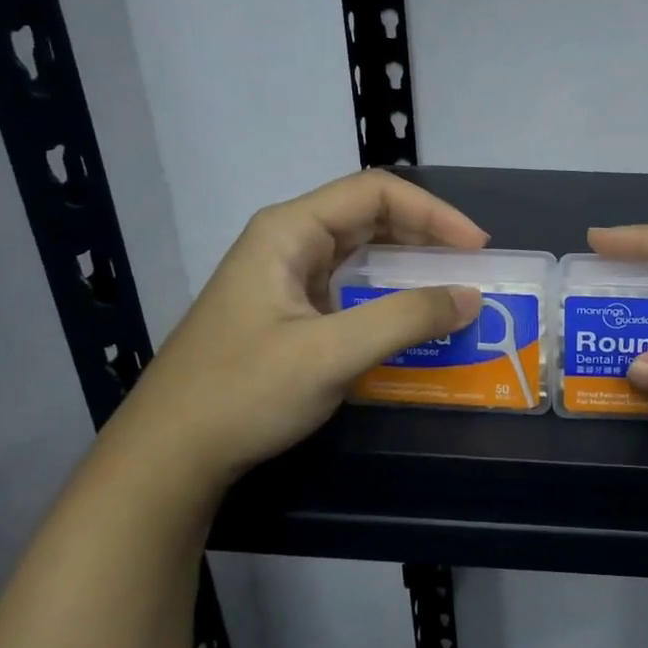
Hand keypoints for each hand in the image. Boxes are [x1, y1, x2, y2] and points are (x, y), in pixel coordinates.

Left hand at [104, 171, 486, 495]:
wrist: (170, 454)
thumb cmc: (244, 392)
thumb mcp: (330, 353)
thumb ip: (405, 319)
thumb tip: (470, 297)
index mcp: (289, 231)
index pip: (375, 193)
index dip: (434, 213)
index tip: (477, 248)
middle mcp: (289, 244)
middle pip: (371, 218)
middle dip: (427, 237)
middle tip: (473, 269)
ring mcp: (288, 280)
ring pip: (363, 255)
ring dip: (411, 269)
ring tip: (453, 292)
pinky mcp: (291, 315)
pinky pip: (352, 291)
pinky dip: (391, 300)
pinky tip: (414, 324)